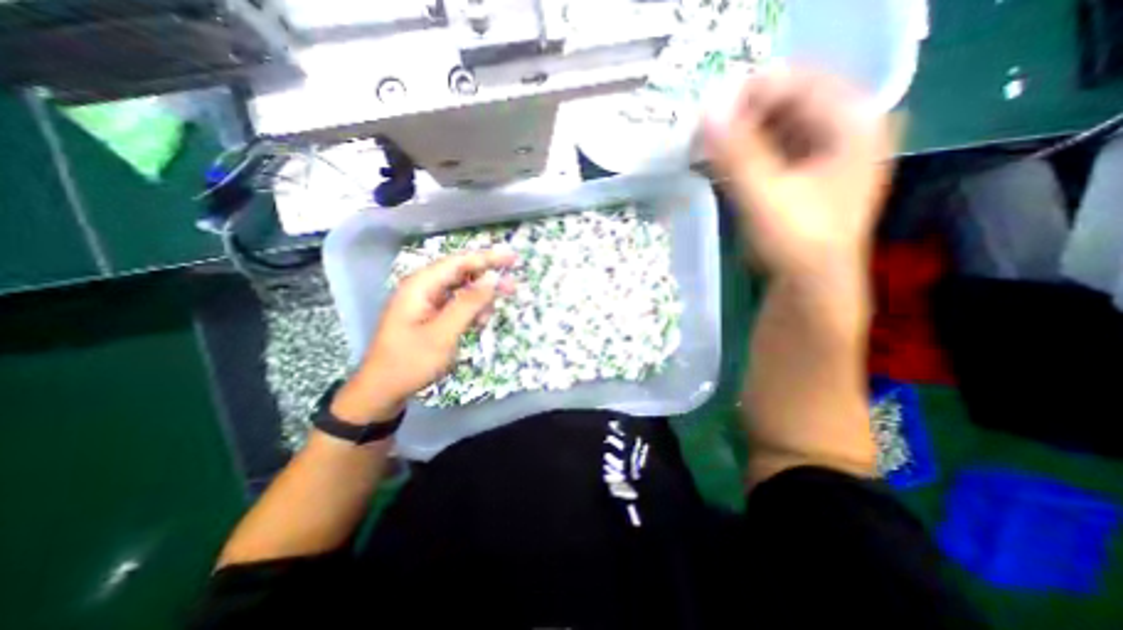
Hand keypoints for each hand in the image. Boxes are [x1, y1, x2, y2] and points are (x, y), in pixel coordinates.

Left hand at [328, 249, 513, 426]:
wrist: (382, 391)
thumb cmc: (410, 362)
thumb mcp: (443, 333)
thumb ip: (469, 304)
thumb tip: (492, 278)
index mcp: (420, 286)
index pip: (459, 262)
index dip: (487, 258)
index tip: (512, 257)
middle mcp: (422, 288)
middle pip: (460, 273)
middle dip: (487, 276)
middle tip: (513, 284)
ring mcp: (425, 302)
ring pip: (460, 289)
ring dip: (480, 296)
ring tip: (497, 307)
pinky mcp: (429, 315)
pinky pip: (455, 304)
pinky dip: (470, 310)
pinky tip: (480, 321)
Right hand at [703, 65, 900, 280]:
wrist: (811, 284)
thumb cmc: (796, 240)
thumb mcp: (763, 194)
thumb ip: (735, 152)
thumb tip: (705, 113)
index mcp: (851, 123)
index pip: (796, 83)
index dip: (749, 96)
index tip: (710, 120)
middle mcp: (845, 128)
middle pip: (786, 103)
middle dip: (742, 119)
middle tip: (706, 140)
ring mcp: (826, 152)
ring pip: (778, 127)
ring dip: (741, 138)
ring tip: (709, 154)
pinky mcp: (808, 173)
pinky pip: (775, 148)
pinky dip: (747, 154)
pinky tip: (724, 167)